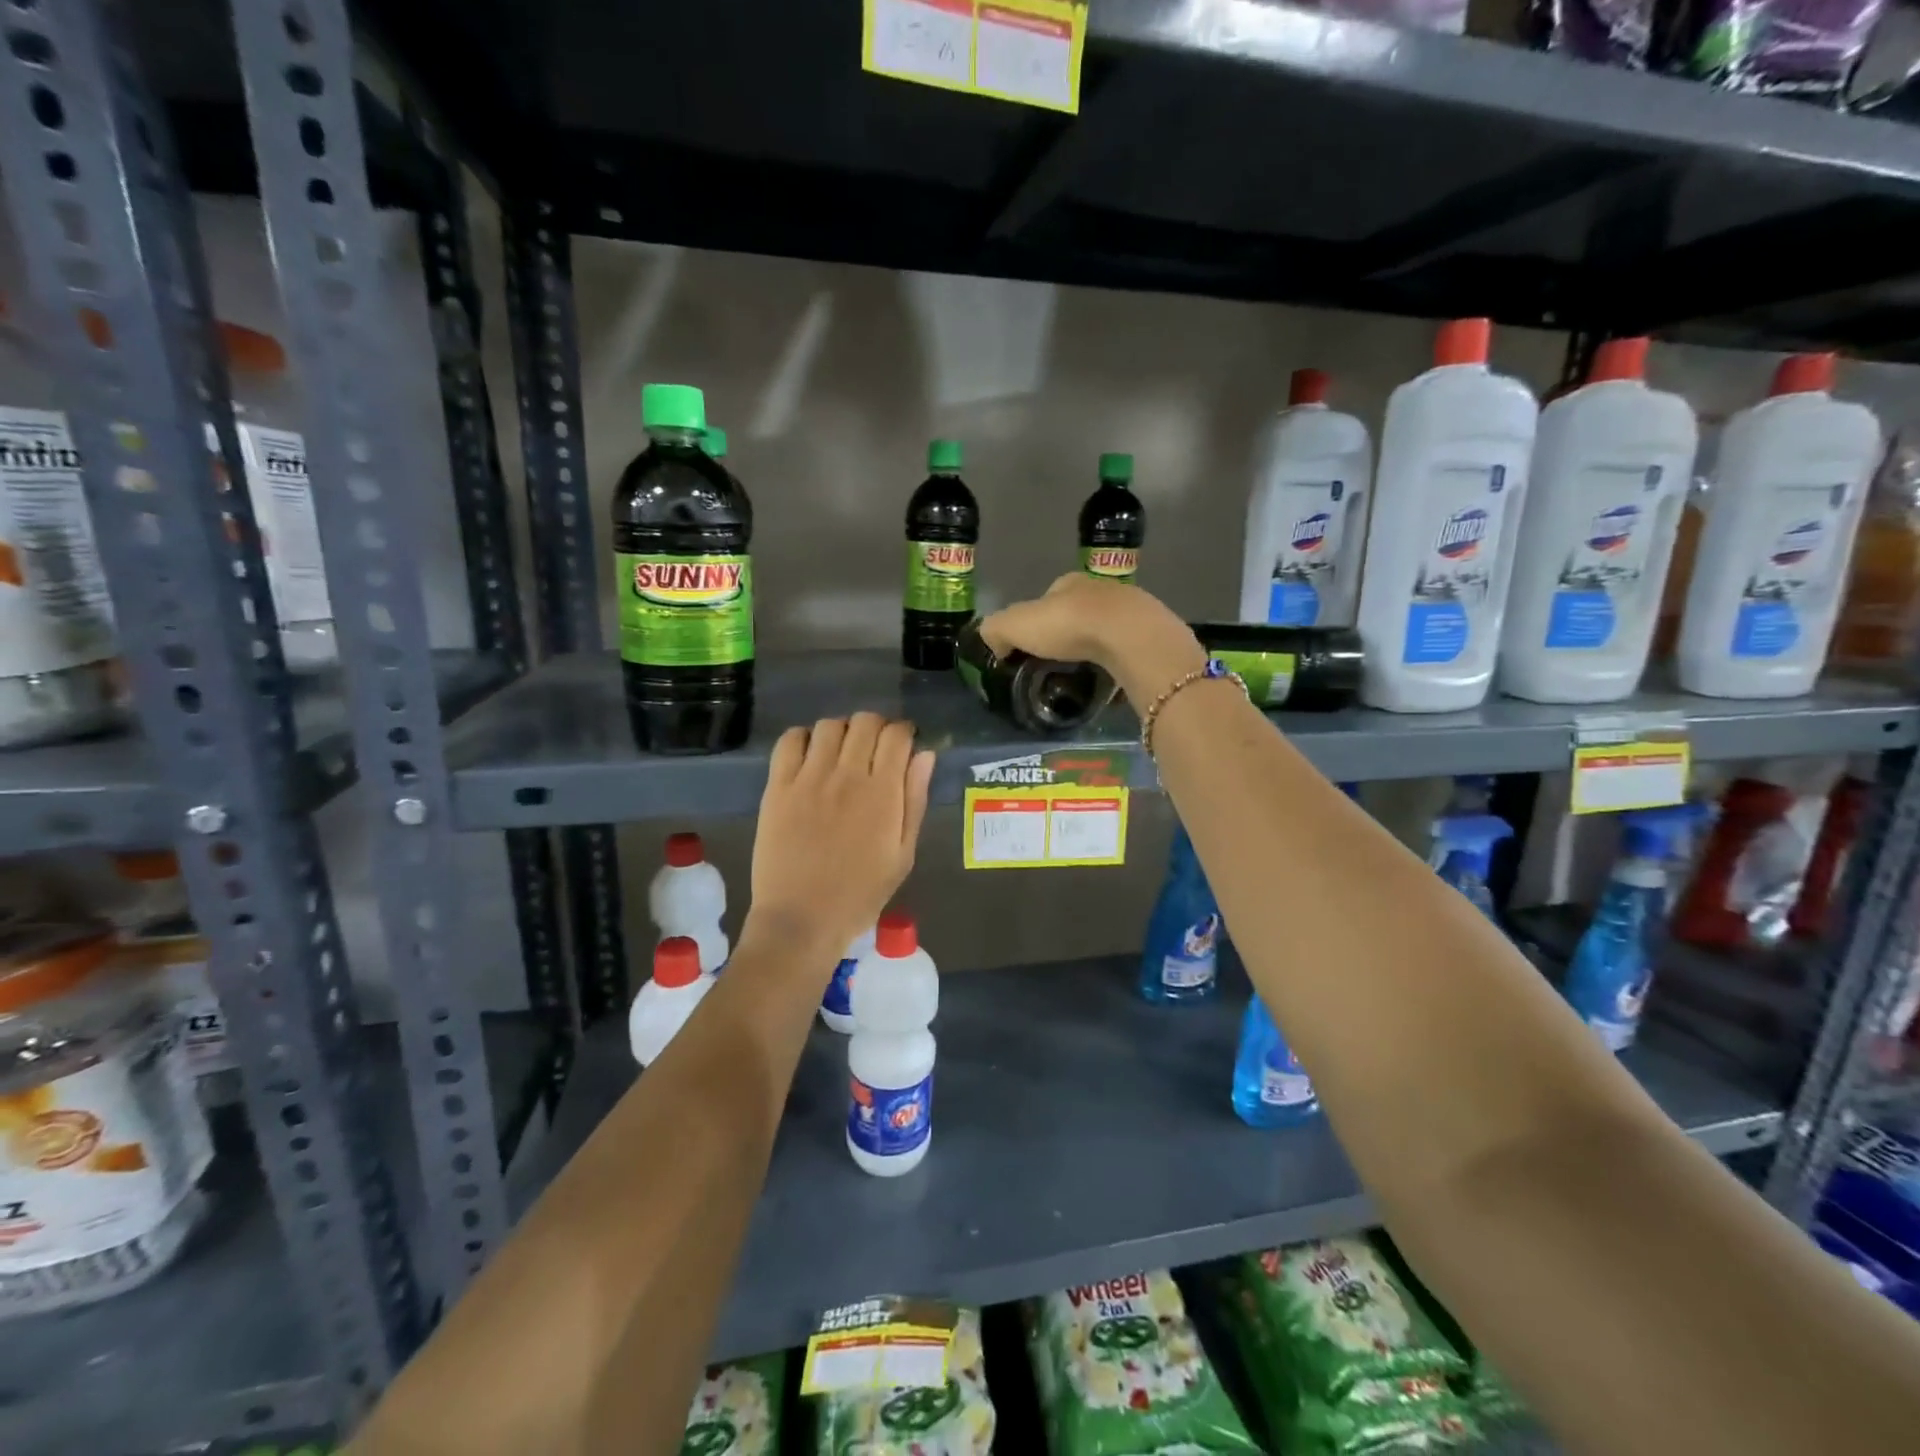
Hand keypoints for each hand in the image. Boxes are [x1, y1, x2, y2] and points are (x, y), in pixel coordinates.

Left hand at [746, 713, 933, 965]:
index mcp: (882, 793)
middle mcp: (846, 775)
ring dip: (843, 732)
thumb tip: (925, 755)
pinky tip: (811, 757)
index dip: (904, 733)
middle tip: (875, 749)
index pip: (897, 735)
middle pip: (865, 721)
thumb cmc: (860, 894)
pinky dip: (804, 738)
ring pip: (829, 725)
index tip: (904, 745)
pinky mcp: (777, 787)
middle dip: (877, 728)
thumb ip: (915, 800)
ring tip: (842, 754)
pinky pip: (790, 741)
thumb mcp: (903, 854)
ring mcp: (808, 778)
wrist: (801, 920)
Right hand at [979, 575, 1203, 703]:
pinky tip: (1111, 680)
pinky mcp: (1151, 635)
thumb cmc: (1069, 625)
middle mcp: (1102, 590)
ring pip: (1106, 630)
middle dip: (1068, 635)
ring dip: (1096, 648)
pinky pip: (1128, 651)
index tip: (1031, 645)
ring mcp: (1132, 611)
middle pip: (1079, 612)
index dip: (1036, 620)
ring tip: (1084, 675)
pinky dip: (1118, 663)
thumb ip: (996, 630)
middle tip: (1057, 664)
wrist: (1130, 637)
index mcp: (1069, 583)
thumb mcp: (1016, 625)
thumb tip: (992, 642)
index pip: (1047, 597)